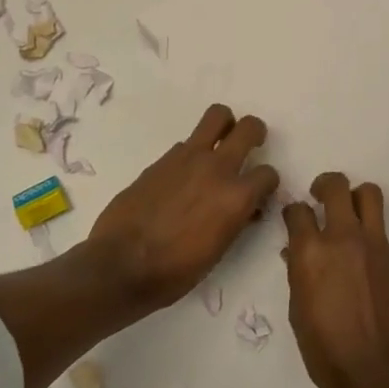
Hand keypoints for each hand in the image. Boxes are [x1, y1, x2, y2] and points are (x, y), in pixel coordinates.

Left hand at [87, 105, 278, 307]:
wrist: (120, 266)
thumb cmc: (175, 271)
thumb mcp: (219, 250)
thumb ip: (236, 219)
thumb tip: (244, 208)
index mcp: (236, 197)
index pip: (268, 173)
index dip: (267, 183)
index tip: (259, 192)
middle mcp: (217, 168)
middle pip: (249, 127)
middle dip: (255, 133)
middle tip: (250, 144)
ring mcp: (187, 158)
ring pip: (217, 116)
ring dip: (224, 126)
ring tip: (219, 143)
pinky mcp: (162, 159)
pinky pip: (187, 143)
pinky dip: (192, 153)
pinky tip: (182, 175)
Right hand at [283, 172, 388, 387]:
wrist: (373, 371)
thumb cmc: (323, 348)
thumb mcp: (298, 309)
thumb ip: (298, 273)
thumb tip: (296, 254)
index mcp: (311, 251)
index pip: (298, 210)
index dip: (294, 212)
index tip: (295, 218)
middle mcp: (344, 238)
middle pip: (337, 187)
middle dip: (326, 185)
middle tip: (321, 197)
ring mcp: (375, 246)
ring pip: (370, 195)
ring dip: (356, 198)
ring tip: (350, 214)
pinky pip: (383, 235)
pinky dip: (371, 240)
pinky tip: (366, 265)